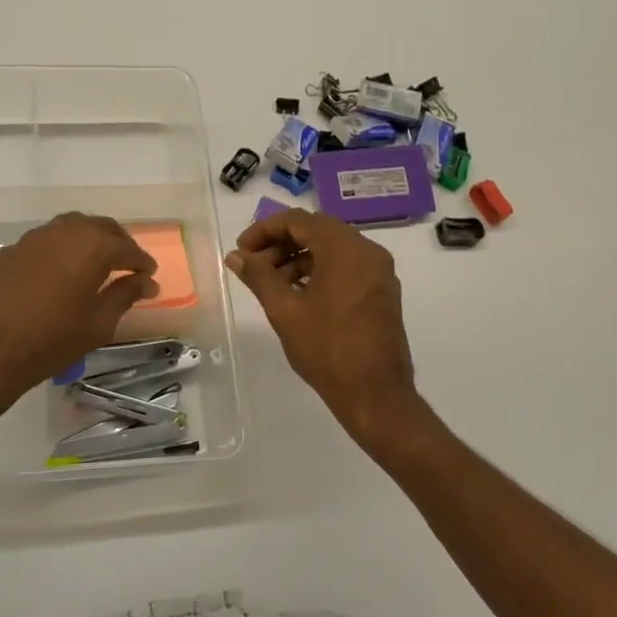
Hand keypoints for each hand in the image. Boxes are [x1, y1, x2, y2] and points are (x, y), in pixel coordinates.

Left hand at [0, 213, 158, 400]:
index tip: (149, 276)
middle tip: (127, 266)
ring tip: (94, 266)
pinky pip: (44, 243)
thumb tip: (145, 282)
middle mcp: (63, 231)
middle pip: (99, 228)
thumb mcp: (97, 324)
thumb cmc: (50, 340)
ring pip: (69, 229)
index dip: (141, 262)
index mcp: (92, 246)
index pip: (127, 247)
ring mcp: (32, 238)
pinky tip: (58, 274)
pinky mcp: (9, 250)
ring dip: (87, 242)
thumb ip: (124, 295)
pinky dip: (59, 252)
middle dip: (117, 244)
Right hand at [225, 209, 425, 453]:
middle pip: (316, 230)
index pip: (298, 221)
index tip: (242, 250)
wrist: (376, 395)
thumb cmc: (327, 350)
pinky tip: (296, 293)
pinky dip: (318, 270)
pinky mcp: (381, 290)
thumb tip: (235, 256)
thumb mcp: (285, 310)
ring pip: (331, 248)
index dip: (264, 230)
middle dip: (280, 243)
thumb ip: (258, 277)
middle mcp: (367, 251)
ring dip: (298, 257)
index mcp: (345, 249)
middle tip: (253, 265)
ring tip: (270, 283)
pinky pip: (345, 266)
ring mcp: (378, 271)